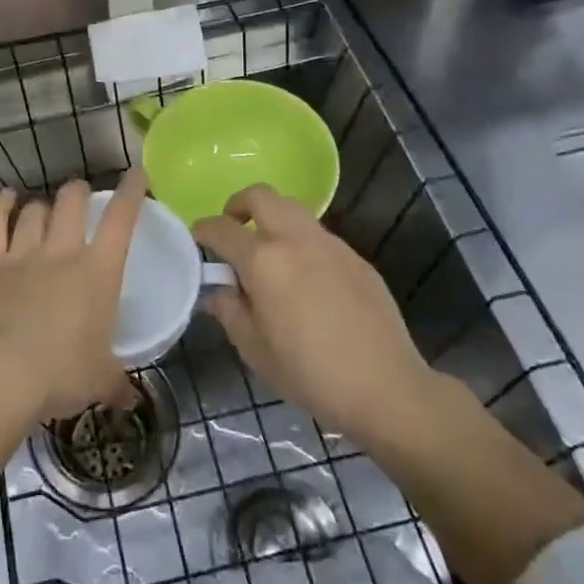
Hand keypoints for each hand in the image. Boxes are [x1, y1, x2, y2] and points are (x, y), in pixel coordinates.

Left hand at [0, 172, 144, 421]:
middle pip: (72, 202)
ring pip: (35, 211)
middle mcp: (61, 252)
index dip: (131, 192)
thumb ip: (116, 383)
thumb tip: (131, 401)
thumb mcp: (98, 381)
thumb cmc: (60, 375)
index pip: (121, 220)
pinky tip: (5, 197)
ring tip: (44, 208)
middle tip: (81, 195)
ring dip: (42, 206)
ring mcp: (21, 253)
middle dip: (79, 192)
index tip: (136, 174)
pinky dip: (0, 205)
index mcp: (98, 273)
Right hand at [194, 184, 437, 447]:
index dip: (203, 229)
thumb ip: (230, 312)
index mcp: (263, 261)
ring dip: (273, 219)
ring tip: (269, 252)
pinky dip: (301, 242)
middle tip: (233, 227)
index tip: (196, 237)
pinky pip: (319, 236)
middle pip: (261, 196)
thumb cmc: (310, 373)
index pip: (222, 228)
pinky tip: (306, 279)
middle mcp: (295, 240)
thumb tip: (218, 291)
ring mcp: (330, 245)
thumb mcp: (255, 350)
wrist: (386, 387)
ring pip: (293, 210)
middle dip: (240, 204)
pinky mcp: (356, 258)